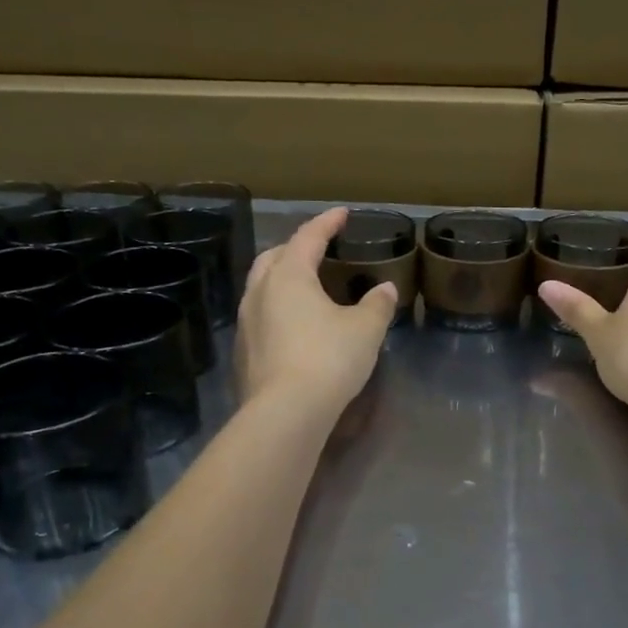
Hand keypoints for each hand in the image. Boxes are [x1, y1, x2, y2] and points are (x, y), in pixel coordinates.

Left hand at [236, 207, 396, 413]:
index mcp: (289, 276)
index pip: (308, 237)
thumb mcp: (365, 330)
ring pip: (261, 287)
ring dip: (281, 279)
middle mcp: (259, 292)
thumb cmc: (328, 359)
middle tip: (316, 250)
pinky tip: (293, 326)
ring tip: (304, 287)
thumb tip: (386, 289)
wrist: (285, 413)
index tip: (342, 214)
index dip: (327, 223)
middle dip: (295, 248)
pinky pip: (259, 317)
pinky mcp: (242, 352)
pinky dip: (276, 310)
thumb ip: (377, 305)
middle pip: (273, 257)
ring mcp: (245, 323)